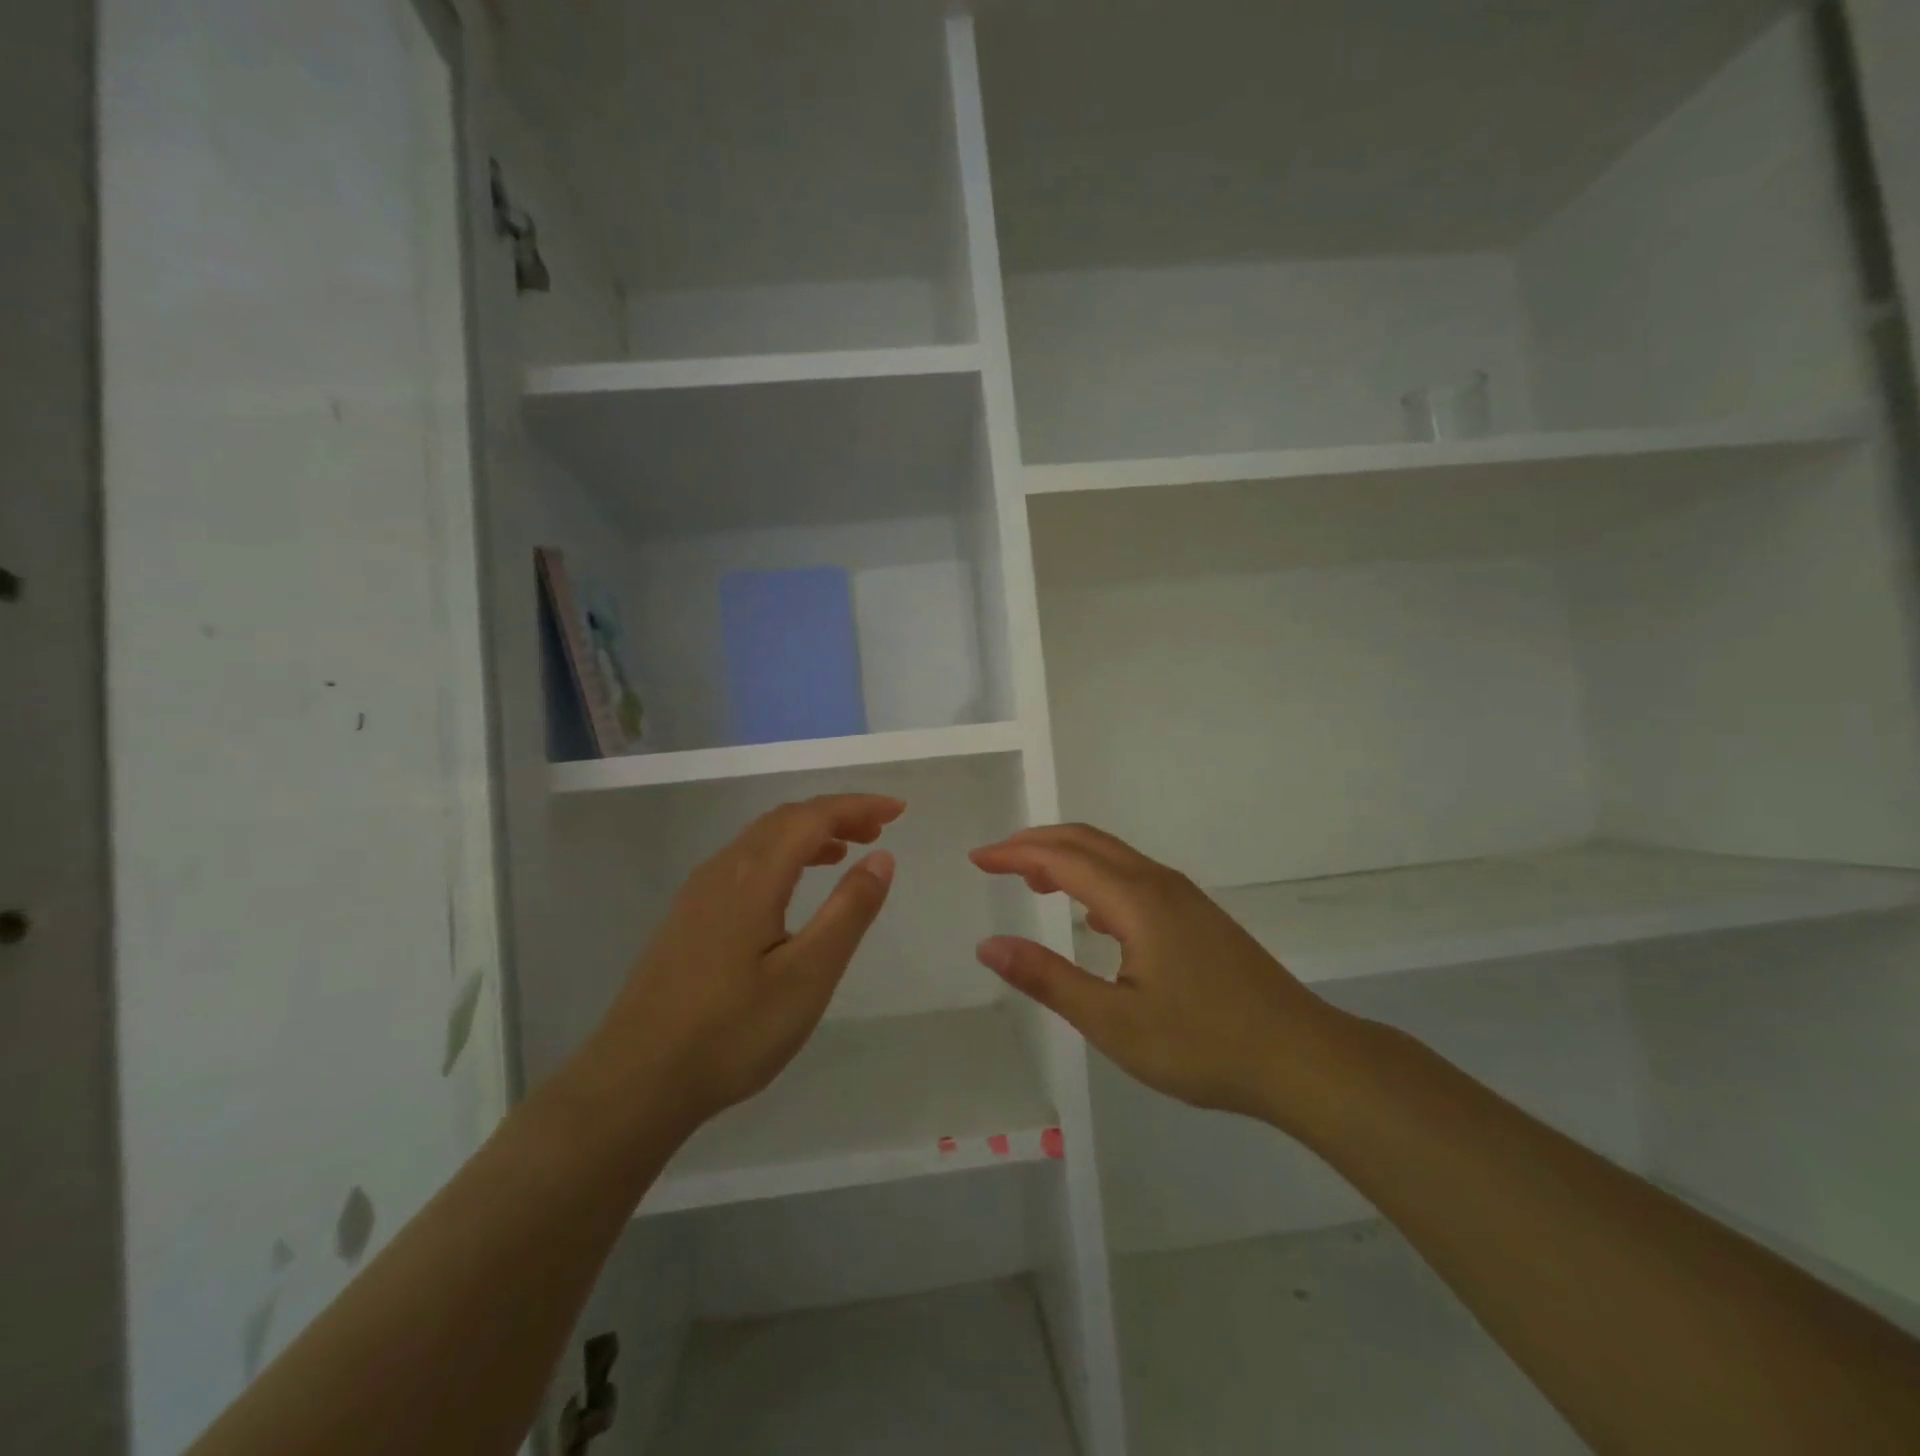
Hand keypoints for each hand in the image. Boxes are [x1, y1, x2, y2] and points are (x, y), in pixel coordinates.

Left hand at [581, 794, 902, 1133]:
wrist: (635, 1082)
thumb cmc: (731, 1032)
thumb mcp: (807, 976)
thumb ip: (848, 911)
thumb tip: (881, 858)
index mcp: (753, 876)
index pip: (812, 817)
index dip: (858, 807)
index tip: (898, 810)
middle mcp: (722, 870)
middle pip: (785, 819)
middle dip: (835, 814)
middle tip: (879, 830)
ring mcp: (698, 893)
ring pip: (761, 839)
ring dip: (808, 834)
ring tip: (846, 852)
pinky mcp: (688, 917)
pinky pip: (744, 862)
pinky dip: (782, 856)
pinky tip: (792, 888)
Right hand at [970, 824, 1348, 1126]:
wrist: (1301, 1057)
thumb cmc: (1202, 1044)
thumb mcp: (1113, 1021)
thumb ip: (1047, 979)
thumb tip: (989, 945)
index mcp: (1135, 900)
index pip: (1061, 857)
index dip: (1015, 853)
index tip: (977, 859)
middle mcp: (1159, 883)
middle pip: (1088, 842)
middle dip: (1037, 843)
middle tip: (996, 860)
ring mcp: (1184, 897)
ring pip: (1114, 857)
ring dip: (1068, 858)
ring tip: (1033, 882)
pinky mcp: (1198, 916)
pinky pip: (1134, 877)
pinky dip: (1097, 878)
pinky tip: (1093, 916)